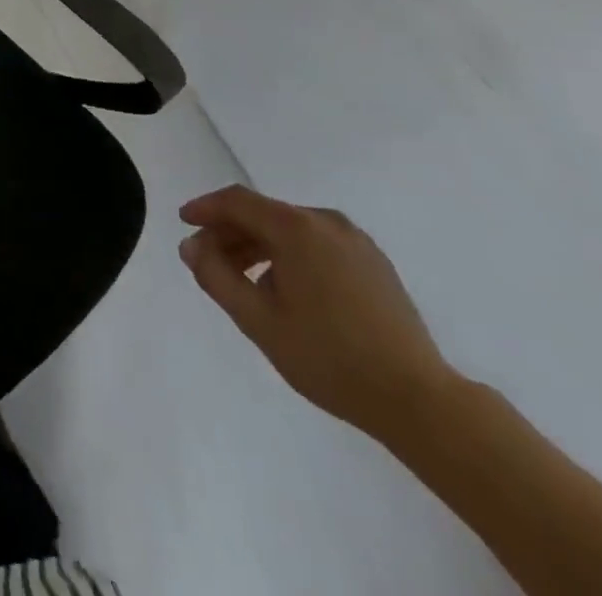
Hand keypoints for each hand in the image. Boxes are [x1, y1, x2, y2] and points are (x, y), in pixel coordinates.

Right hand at [179, 185, 455, 438]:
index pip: (237, 201)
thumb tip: (191, 246)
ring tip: (243, 280)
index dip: (206, 208)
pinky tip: (286, 290)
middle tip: (208, 260)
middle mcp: (325, 221)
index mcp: (296, 228)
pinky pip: (317, 244)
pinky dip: (290, 255)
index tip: (183, 222)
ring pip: (291, 229)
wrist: (418, 400)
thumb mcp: (259, 321)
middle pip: (264, 214)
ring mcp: (355, 241)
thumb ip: (216, 276)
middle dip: (230, 232)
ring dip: (259, 246)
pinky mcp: (374, 262)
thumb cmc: (329, 358)